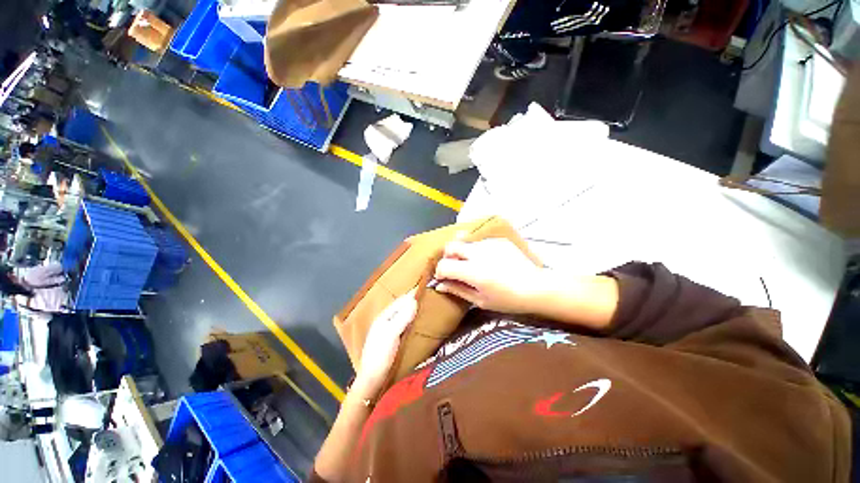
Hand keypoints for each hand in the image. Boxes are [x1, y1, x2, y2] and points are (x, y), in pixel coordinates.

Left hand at [353, 290, 417, 399]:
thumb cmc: (380, 355)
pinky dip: (413, 321)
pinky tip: (420, 324)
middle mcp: (386, 321)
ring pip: (404, 316)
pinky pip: (405, 325)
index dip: (412, 294)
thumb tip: (414, 301)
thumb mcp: (391, 334)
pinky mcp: (394, 340)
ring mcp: (390, 331)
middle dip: (414, 301)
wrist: (372, 381)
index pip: (401, 300)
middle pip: (402, 307)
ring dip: (414, 311)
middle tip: (431, 298)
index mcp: (384, 316)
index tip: (427, 289)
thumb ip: (402, 317)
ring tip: (428, 309)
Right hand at [433, 239, 545, 312]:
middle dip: (448, 257)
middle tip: (455, 268)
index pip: (444, 265)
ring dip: (462, 252)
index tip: (444, 279)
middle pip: (451, 246)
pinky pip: (479, 242)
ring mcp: (489, 244)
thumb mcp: (481, 300)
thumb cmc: (508, 300)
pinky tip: (487, 261)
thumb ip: (458, 290)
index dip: (440, 272)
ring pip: (465, 242)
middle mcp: (478, 253)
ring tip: (472, 264)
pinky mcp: (498, 241)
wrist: (537, 287)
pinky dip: (477, 250)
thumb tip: (440, 285)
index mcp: (473, 272)